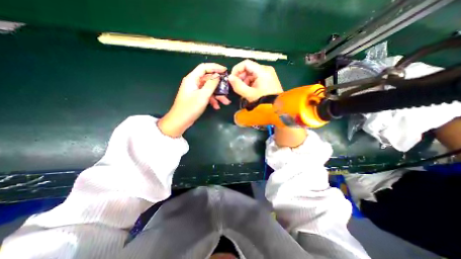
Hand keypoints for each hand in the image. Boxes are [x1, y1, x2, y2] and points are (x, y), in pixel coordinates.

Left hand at [158, 63, 228, 137]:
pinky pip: (206, 95)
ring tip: (225, 102)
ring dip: (217, 95)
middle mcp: (193, 82)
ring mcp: (195, 90)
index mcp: (192, 79)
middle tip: (228, 89)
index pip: (204, 67)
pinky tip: (217, 106)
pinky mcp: (196, 97)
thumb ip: (211, 84)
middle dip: (219, 85)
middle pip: (208, 79)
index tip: (225, 71)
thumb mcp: (203, 95)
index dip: (215, 67)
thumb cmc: (190, 108)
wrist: (180, 121)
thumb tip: (218, 76)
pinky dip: (212, 100)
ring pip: (209, 89)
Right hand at [228, 59, 284, 101]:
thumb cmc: (263, 100)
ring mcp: (268, 74)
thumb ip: (238, 85)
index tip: (232, 79)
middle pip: (248, 68)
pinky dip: (250, 83)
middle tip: (237, 86)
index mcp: (262, 71)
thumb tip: (229, 77)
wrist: (276, 108)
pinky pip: (256, 78)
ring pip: (251, 74)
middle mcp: (266, 69)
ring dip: (245, 81)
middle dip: (241, 77)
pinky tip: (249, 90)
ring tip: (244, 90)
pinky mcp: (268, 79)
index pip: (246, 63)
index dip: (237, 70)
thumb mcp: (249, 94)